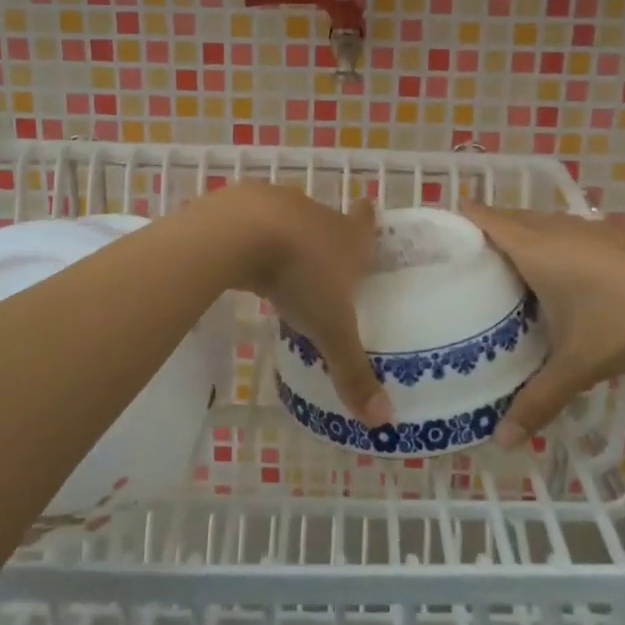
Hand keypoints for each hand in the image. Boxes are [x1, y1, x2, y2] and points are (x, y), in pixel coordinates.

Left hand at [199, 183, 389, 428]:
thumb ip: (352, 371)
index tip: (368, 209)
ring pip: (288, 219)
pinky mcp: (240, 202)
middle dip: (325, 238)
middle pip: (327, 221)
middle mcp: (316, 213)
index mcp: (348, 236)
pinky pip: (250, 221)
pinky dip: (249, 236)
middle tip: (323, 264)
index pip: (366, 221)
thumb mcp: (329, 329)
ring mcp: (277, 203)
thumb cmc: (299, 276)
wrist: (239, 233)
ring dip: (286, 237)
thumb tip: (384, 421)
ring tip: (279, 265)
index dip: (368, 217)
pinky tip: (241, 257)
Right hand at [460, 203, 624, 447]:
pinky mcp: (612, 234)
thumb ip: (538, 400)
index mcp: (532, 246)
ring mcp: (586, 226)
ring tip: (500, 280)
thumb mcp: (578, 364)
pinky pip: (563, 232)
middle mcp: (554, 227)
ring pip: (536, 224)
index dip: (452, 221)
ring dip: (516, 242)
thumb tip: (503, 442)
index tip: (431, 245)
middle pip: (504, 217)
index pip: (479, 214)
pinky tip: (557, 283)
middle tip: (458, 273)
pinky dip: (547, 247)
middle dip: (480, 237)